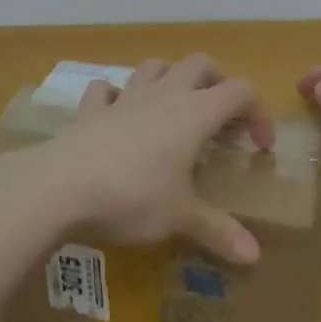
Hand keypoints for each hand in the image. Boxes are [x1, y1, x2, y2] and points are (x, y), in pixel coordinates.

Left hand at [25, 55, 273, 264]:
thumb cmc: (132, 197)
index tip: (260, 147)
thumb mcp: (180, 218)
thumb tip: (255, 257)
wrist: (60, 186)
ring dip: (171, 78)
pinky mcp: (90, 111)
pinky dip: (117, 96)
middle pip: (200, 64)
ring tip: (175, 107)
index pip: (240, 92)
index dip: (258, 112)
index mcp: (194, 114)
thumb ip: (218, 232)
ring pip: (154, 67)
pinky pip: (106, 90)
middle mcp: (163, 95)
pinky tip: (118, 115)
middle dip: (218, 82)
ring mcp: (124, 98)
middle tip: (223, 117)